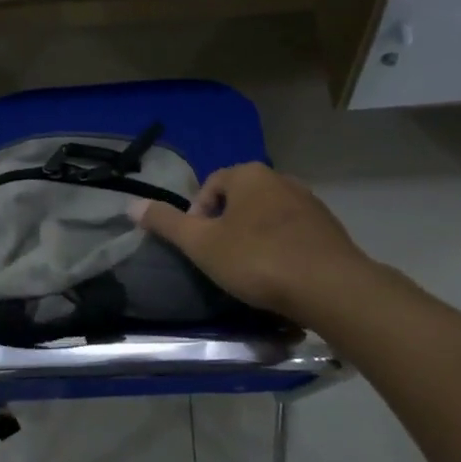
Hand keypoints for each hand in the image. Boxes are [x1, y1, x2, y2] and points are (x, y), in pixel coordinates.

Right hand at [131, 163, 374, 324]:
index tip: (199, 247)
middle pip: (241, 199)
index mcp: (249, 175)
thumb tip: (131, 204)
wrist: (330, 286)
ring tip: (250, 272)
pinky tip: (280, 276)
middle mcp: (281, 179)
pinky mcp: (329, 229)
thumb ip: (167, 223)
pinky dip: (281, 249)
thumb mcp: (202, 244)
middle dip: (227, 226)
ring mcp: (310, 203)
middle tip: (221, 260)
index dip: (197, 215)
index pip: (211, 185)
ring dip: (255, 238)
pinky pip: (293, 234)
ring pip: (269, 217)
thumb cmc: (257, 260)